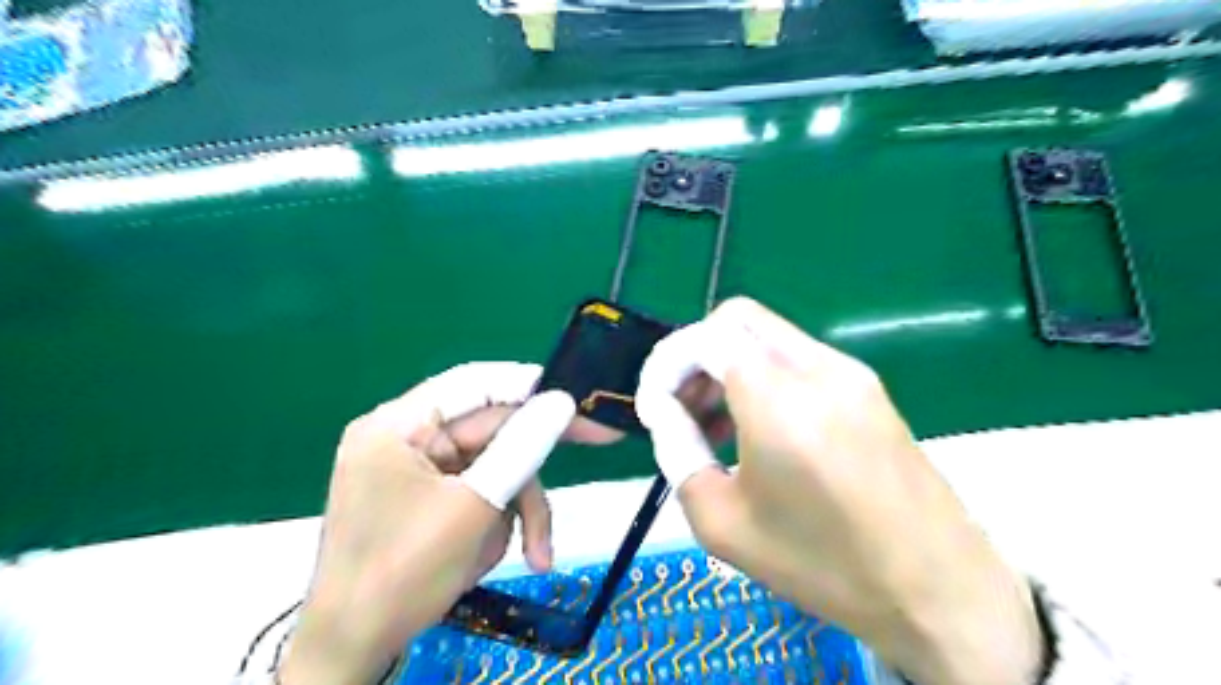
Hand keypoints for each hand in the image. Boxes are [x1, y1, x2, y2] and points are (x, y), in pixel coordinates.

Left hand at [281, 363, 596, 683]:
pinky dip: (497, 522)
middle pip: (492, 430)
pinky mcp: (429, 496)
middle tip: (602, 440)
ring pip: (494, 467)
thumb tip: (562, 401)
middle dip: (531, 469)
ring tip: (535, 554)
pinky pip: (480, 492)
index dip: (531, 386)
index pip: (476, 383)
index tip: (578, 396)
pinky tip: (493, 557)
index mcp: (399, 425)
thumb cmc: (403, 575)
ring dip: (517, 509)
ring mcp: (418, 469)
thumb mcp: (473, 508)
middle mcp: (407, 437)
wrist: (354, 649)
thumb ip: (520, 448)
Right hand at [634, 296, 1042, 684]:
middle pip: (736, 319)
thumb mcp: (723, 523)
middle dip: (696, 355)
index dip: (667, 364)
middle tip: (684, 408)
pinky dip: (762, 375)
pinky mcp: (867, 385)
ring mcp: (849, 371)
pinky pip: (796, 357)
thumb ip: (678, 453)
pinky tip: (761, 428)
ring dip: (728, 364)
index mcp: (779, 400)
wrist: (938, 588)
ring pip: (766, 335)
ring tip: (717, 424)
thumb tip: (665, 413)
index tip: (655, 408)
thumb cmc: (823, 564)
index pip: (704, 337)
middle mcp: (816, 368)